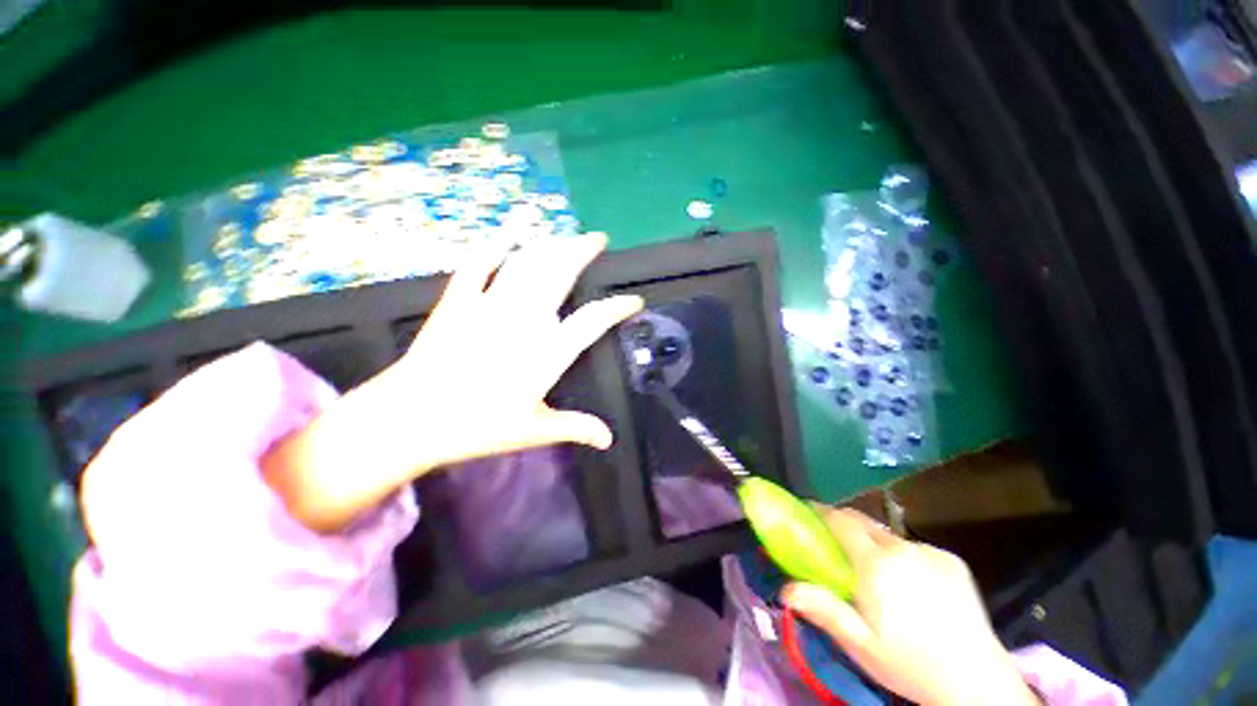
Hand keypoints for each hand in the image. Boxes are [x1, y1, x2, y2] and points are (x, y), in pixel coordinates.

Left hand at [263, 234, 641, 531]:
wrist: (410, 418)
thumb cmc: (477, 426)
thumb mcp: (534, 430)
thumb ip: (575, 428)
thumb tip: (608, 440)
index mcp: (547, 351)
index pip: (594, 320)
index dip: (618, 307)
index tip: (634, 301)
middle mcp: (524, 319)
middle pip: (559, 273)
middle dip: (582, 251)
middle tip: (597, 239)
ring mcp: (489, 305)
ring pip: (526, 262)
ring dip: (549, 244)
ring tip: (564, 235)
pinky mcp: (458, 301)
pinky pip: (478, 265)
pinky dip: (493, 247)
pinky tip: (507, 235)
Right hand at [782, 510, 1037, 705]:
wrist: (977, 681)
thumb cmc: (909, 664)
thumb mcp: (860, 643)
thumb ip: (823, 609)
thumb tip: (785, 588)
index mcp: (877, 564)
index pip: (841, 521)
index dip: (821, 511)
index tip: (806, 511)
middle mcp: (902, 548)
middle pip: (863, 522)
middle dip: (843, 523)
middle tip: (832, 542)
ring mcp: (931, 552)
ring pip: (889, 536)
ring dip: (873, 544)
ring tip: (876, 574)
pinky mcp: (952, 560)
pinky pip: (914, 548)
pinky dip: (902, 556)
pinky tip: (910, 585)